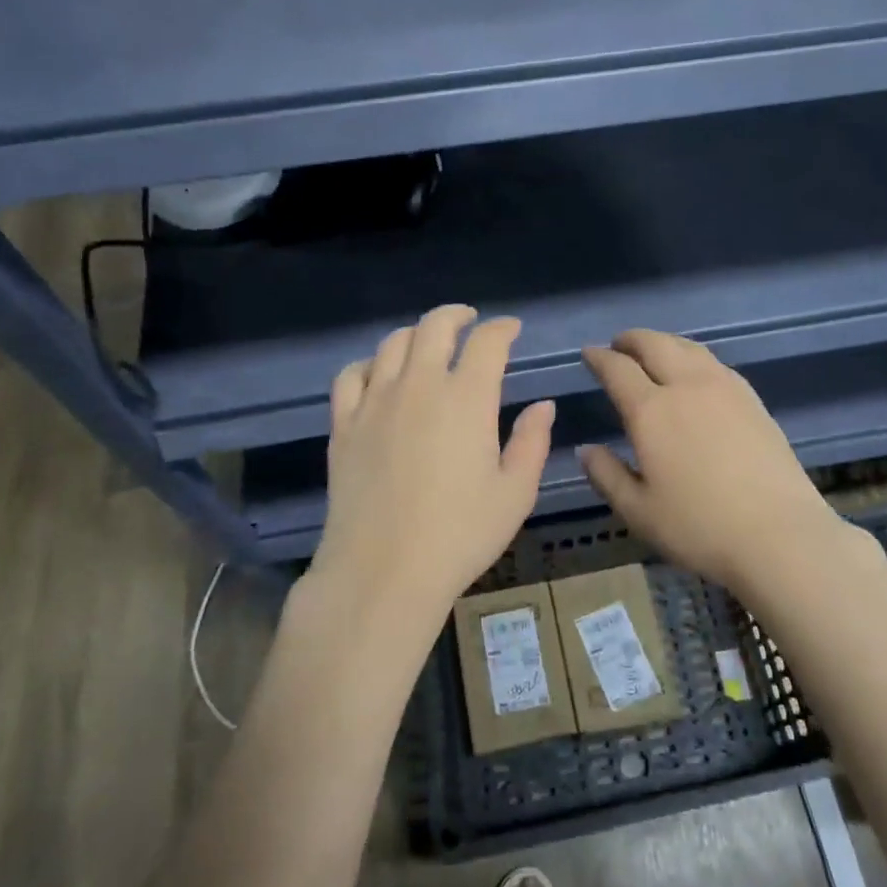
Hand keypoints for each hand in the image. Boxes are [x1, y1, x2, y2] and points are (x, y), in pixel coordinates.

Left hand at [312, 305, 555, 620]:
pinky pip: (351, 375)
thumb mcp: (515, 493)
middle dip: (457, 316)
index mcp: (467, 398)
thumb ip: (532, 441)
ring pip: (392, 343)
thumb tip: (542, 405)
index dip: (503, 328)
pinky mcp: (344, 424)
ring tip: (427, 344)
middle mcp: (419, 385)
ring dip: (416, 334)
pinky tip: (378, 374)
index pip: (487, 342)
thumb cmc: (460, 535)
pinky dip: (369, 364)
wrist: (383, 571)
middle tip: (470, 322)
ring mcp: (375, 401)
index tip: (511, 329)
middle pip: (435, 327)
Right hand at [579, 331, 850, 590]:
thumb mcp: (638, 511)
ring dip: (664, 342)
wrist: (780, 535)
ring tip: (654, 351)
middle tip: (618, 344)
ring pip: (688, 347)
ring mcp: (724, 388)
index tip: (589, 354)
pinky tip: (695, 373)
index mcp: (651, 411)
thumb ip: (606, 475)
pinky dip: (692, 356)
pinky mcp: (752, 399)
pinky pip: (714, 362)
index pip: (618, 369)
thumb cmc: (699, 527)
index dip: (599, 358)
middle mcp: (686, 387)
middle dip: (631, 339)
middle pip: (655, 344)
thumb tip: (586, 449)